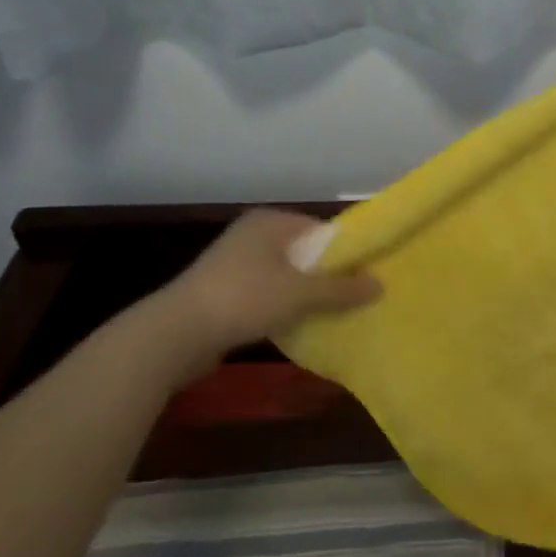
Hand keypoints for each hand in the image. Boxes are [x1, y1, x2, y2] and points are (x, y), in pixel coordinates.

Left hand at [137, 210, 380, 385]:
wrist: (175, 334)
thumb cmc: (244, 298)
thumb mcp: (300, 294)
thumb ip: (341, 289)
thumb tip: (380, 284)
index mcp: (271, 222)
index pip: (320, 229)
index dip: (345, 251)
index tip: (365, 274)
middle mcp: (252, 235)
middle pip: (304, 253)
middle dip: (326, 275)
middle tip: (353, 297)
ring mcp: (234, 264)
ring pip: (284, 276)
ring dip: (304, 294)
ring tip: (330, 314)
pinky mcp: (222, 292)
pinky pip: (265, 294)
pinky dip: (281, 307)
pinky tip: (296, 326)